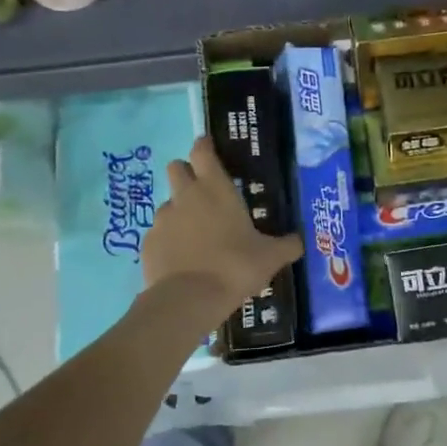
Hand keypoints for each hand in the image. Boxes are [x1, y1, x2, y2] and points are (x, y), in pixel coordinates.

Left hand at [142, 136, 302, 329]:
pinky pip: (159, 233)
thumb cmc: (235, 266)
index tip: (210, 148)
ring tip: (195, 234)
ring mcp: (163, 219)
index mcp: (215, 189)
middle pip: (176, 167)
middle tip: (203, 192)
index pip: (202, 151)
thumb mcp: (271, 257)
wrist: (189, 299)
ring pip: (167, 202)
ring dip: (179, 210)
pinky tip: (182, 259)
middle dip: (187, 173)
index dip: (204, 146)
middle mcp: (185, 196)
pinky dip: (169, 240)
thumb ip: (287, 245)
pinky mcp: (147, 243)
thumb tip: (299, 241)